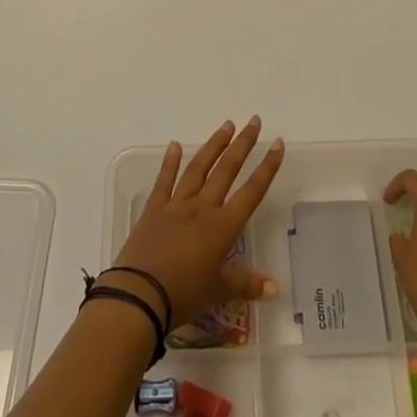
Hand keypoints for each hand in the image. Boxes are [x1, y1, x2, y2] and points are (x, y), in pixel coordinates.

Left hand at [108, 118, 284, 329]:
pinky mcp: (153, 209)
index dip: (266, 167)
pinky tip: (175, 144)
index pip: (251, 191)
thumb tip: (275, 287)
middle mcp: (202, 208)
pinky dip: (170, 162)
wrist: (139, 295)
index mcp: (222, 227)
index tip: (277, 143)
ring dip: (214, 146)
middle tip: (254, 121)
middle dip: (242, 145)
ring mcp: (176, 205)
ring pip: (198, 168)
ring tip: (226, 126)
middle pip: (226, 170)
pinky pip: (164, 181)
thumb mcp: (218, 292)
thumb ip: (246, 284)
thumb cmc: (183, 295)